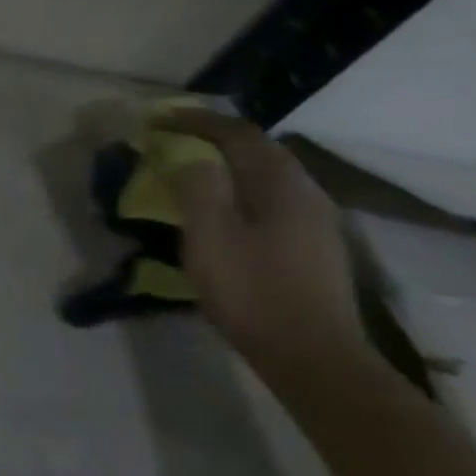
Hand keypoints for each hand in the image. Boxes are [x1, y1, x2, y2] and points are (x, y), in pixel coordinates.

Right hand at [157, 109, 369, 381]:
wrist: (312, 356)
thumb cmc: (252, 290)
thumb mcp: (209, 235)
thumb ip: (199, 187)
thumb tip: (192, 158)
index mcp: (282, 184)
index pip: (239, 134)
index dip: (198, 121)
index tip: (159, 119)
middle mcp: (307, 194)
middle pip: (259, 151)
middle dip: (214, 139)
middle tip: (173, 139)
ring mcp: (316, 223)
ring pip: (268, 176)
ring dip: (229, 165)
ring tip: (192, 170)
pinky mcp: (313, 248)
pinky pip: (272, 200)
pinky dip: (241, 189)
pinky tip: (224, 209)